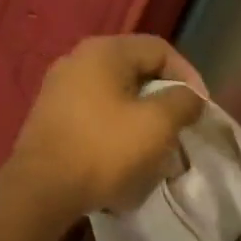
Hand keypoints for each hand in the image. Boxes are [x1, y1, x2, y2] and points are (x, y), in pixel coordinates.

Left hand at [8, 35, 207, 218]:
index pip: (160, 49)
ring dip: (140, 121)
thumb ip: (183, 101)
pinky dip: (115, 133)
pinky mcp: (50, 119)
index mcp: (104, 51)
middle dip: (163, 102)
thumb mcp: (157, 124)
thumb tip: (189, 96)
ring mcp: (58, 90)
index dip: (188, 76)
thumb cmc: (104, 150)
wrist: (41, 190)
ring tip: (155, 150)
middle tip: (179, 129)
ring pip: (115, 97)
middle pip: (136, 73)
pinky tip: (124, 161)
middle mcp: (77, 61)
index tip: (200, 109)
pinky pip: (94, 117)